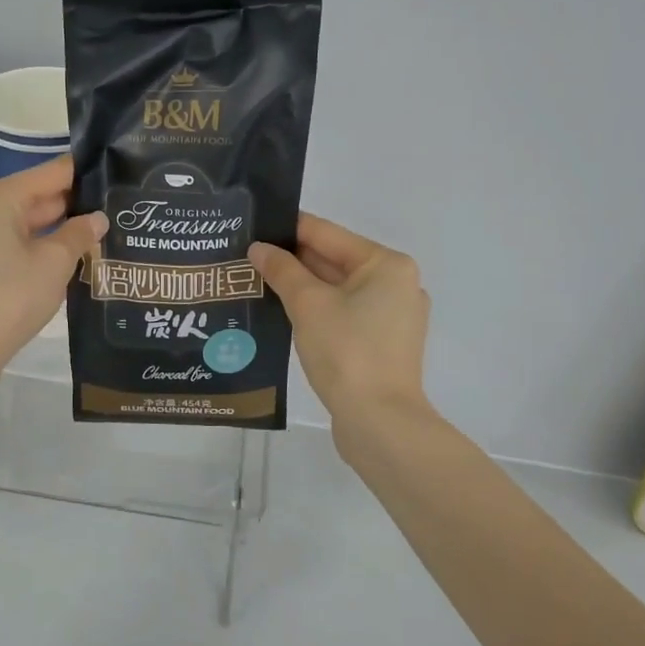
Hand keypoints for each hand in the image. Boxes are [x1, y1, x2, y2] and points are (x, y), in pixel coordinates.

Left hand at [0, 156, 106, 371]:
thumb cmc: (13, 297)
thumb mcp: (56, 263)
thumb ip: (80, 234)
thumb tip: (97, 218)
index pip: (50, 173)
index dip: (84, 174)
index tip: (115, 176)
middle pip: (34, 196)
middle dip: (72, 205)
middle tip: (114, 209)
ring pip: (21, 222)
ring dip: (55, 229)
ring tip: (96, 233)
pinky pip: (7, 242)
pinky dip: (34, 245)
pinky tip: (65, 257)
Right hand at [249, 213, 430, 430]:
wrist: (379, 422)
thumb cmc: (347, 352)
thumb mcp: (308, 305)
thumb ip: (282, 271)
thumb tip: (258, 248)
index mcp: (387, 265)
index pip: (327, 234)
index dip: (288, 228)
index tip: (254, 223)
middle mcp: (396, 284)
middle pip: (334, 260)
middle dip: (292, 260)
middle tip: (247, 255)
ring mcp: (392, 317)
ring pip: (338, 290)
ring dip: (301, 286)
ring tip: (256, 280)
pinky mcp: (382, 344)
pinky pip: (344, 314)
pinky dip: (316, 310)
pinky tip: (283, 312)